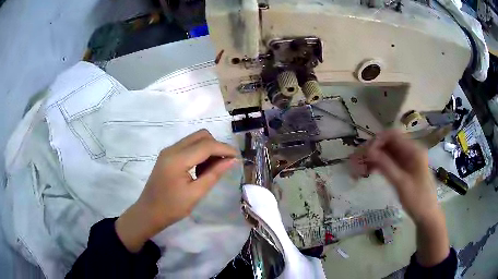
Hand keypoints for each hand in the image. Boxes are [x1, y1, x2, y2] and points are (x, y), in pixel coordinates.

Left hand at [115, 129, 237, 251]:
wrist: (148, 212)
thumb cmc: (172, 208)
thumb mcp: (195, 194)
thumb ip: (214, 174)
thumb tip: (232, 161)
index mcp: (177, 159)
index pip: (206, 145)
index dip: (224, 149)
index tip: (238, 158)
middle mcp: (172, 149)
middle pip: (201, 136)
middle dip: (216, 146)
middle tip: (225, 164)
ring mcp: (168, 151)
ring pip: (195, 139)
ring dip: (208, 149)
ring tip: (213, 169)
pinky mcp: (167, 155)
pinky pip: (188, 146)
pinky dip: (199, 153)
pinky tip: (201, 169)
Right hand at [360, 130, 438, 222]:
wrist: (427, 215)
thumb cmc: (417, 199)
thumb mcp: (401, 183)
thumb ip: (386, 165)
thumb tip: (368, 151)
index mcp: (413, 150)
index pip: (393, 135)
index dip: (377, 140)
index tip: (365, 153)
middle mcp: (410, 151)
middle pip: (388, 143)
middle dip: (372, 151)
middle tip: (357, 162)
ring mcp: (407, 160)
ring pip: (387, 153)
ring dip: (374, 159)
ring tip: (360, 169)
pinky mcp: (404, 168)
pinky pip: (389, 162)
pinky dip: (379, 165)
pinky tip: (369, 172)